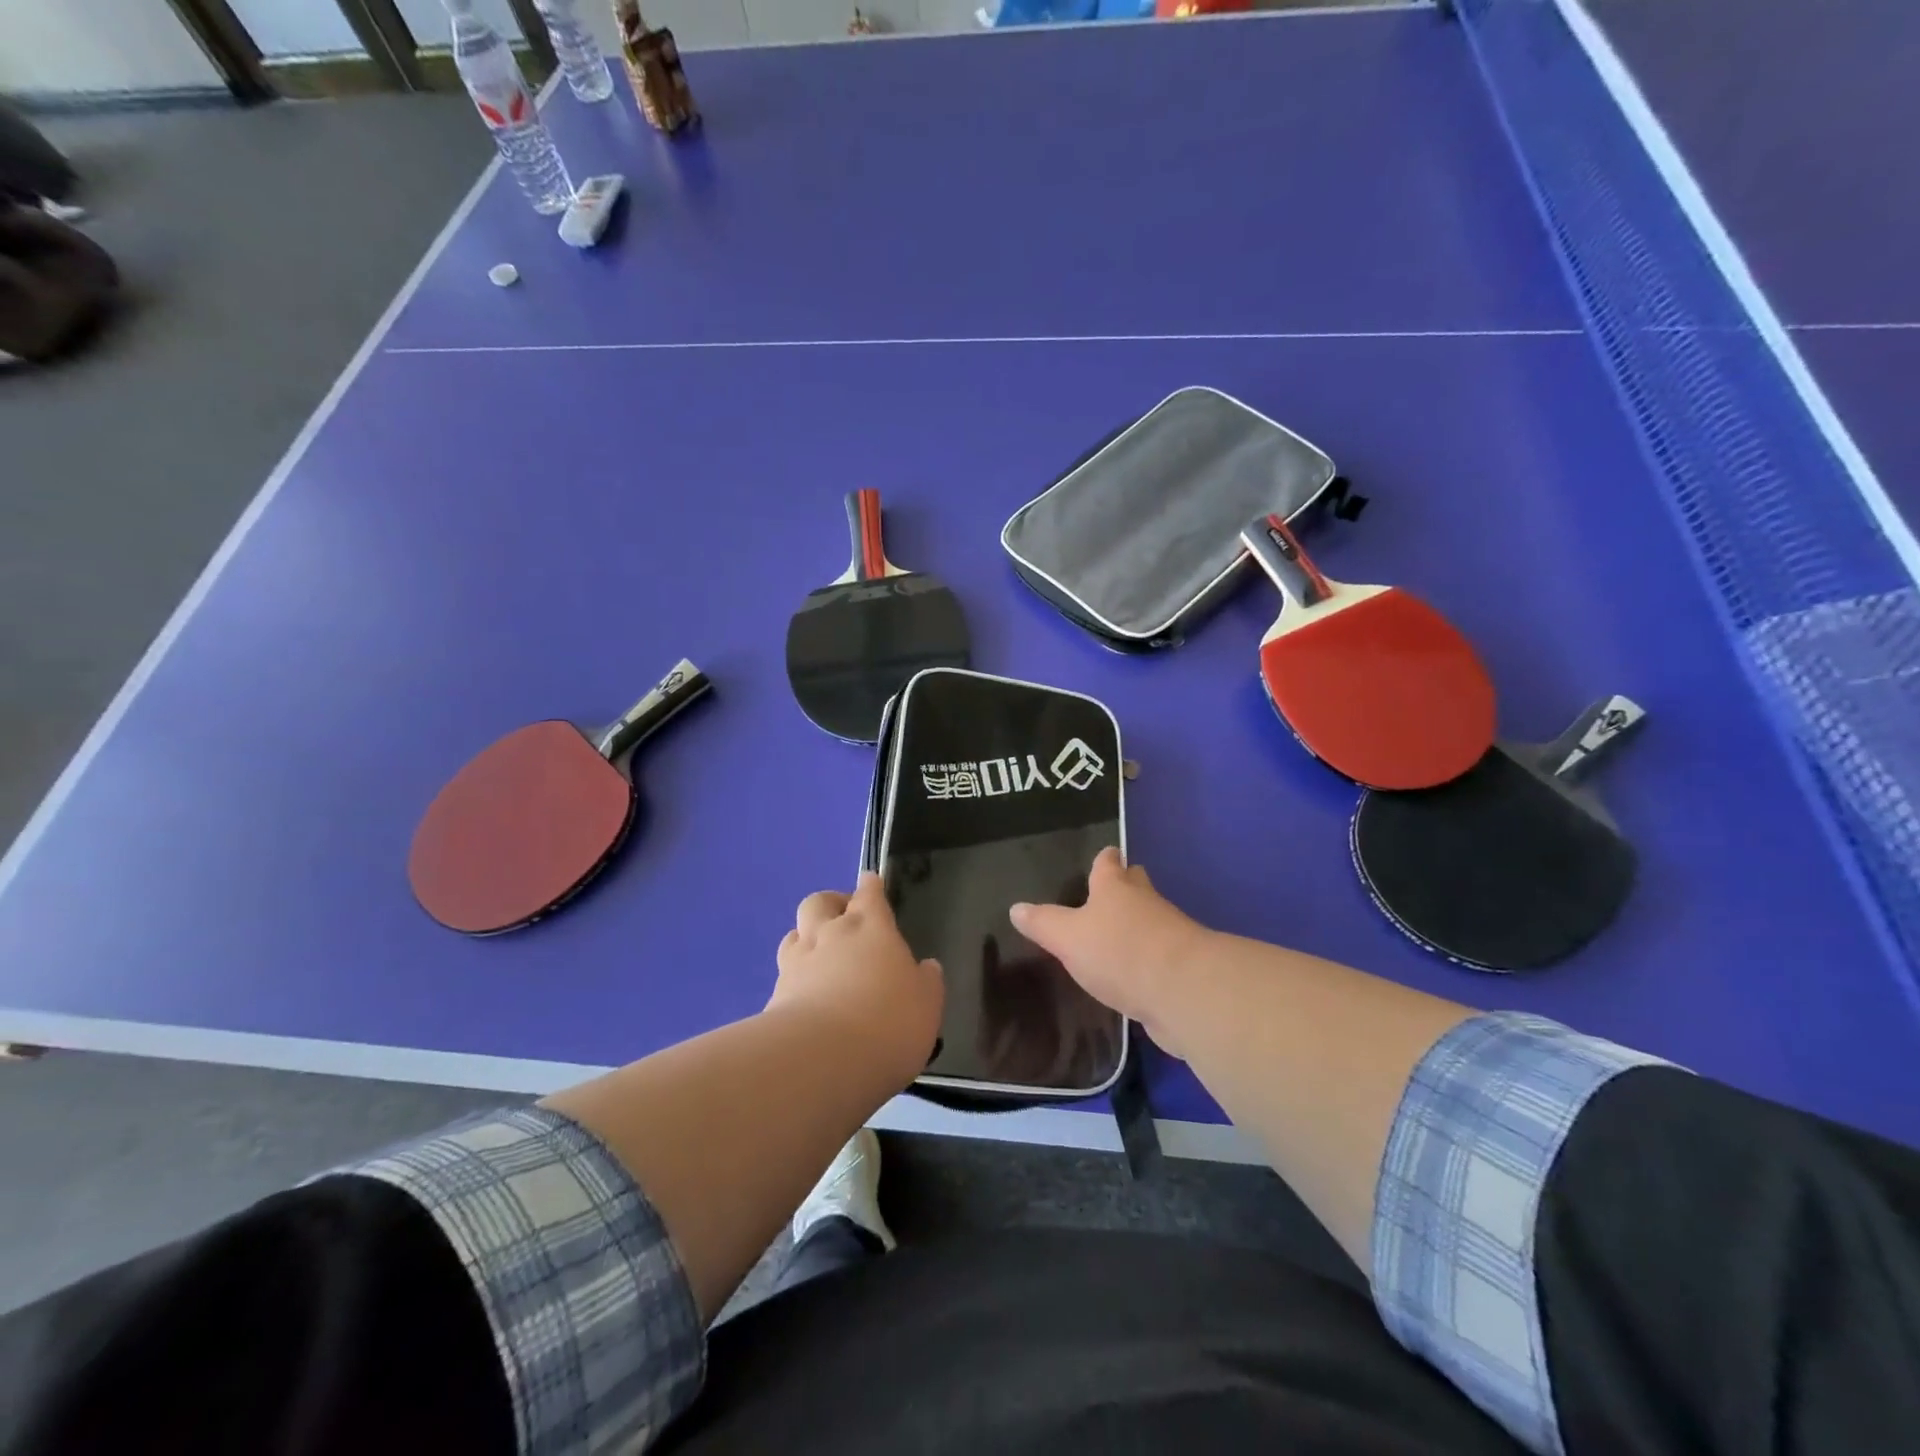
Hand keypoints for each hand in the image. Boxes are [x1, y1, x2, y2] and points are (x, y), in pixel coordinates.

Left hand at [771, 872, 944, 1087]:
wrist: (822, 1058)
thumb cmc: (889, 1022)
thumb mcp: (927, 1004)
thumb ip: (926, 982)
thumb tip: (926, 967)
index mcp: (871, 928)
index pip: (869, 894)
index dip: (870, 886)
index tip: (870, 882)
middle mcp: (831, 934)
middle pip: (820, 902)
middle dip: (830, 904)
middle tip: (842, 918)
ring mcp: (798, 962)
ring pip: (794, 933)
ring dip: (806, 936)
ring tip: (818, 953)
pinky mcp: (775, 995)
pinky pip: (784, 973)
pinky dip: (794, 977)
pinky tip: (804, 995)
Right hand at [1010, 848, 1212, 1055]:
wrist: (1183, 992)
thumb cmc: (1119, 951)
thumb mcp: (1068, 938)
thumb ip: (1043, 924)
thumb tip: (1016, 908)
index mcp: (1115, 887)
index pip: (1109, 863)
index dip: (1105, 858)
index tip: (1107, 853)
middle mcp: (1145, 902)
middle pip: (1136, 885)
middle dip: (1127, 885)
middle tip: (1113, 889)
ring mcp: (1169, 934)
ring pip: (1150, 920)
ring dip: (1137, 924)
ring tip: (1117, 934)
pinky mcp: (1181, 968)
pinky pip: (1159, 955)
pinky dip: (1147, 959)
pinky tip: (1134, 973)